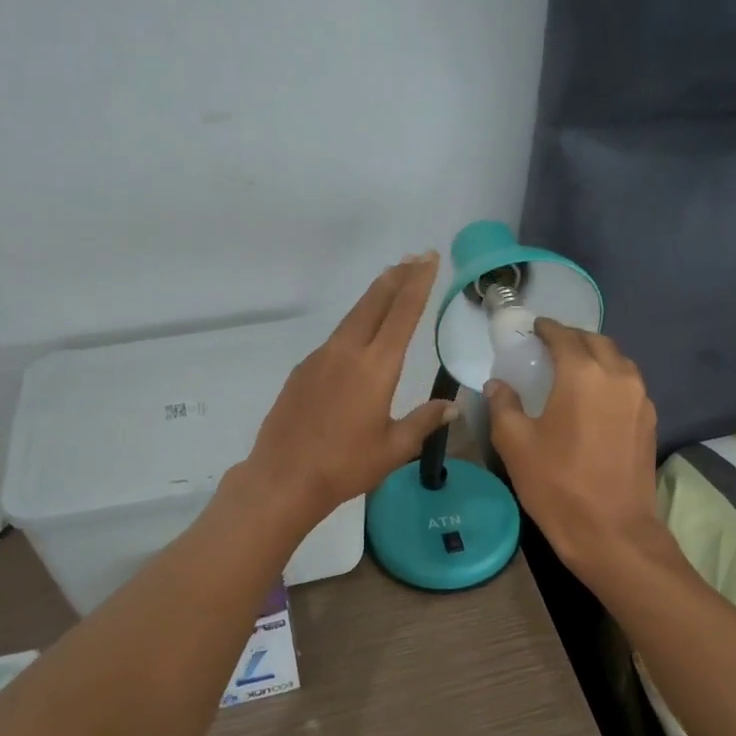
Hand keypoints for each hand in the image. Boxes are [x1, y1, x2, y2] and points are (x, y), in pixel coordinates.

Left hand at [244, 253, 457, 529]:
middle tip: (414, 257)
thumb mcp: (393, 448)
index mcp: (375, 367)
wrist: (283, 478)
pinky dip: (354, 324)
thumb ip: (423, 422)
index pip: (402, 314)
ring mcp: (320, 358)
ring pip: (352, 317)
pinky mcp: (303, 370)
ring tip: (390, 283)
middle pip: (374, 303)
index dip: (418, 284)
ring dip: (374, 297)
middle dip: (396, 277)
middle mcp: (347, 352)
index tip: (429, 259)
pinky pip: (335, 338)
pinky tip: (359, 336)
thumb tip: (451, 406)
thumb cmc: (345, 466)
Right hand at [486, 319, 666, 577]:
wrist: (612, 532)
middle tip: (550, 347)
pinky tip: (594, 398)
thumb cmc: (557, 484)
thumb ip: (503, 405)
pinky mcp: (650, 421)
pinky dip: (610, 378)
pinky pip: (629, 384)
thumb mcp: (515, 444)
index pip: (564, 336)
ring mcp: (640, 399)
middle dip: (573, 338)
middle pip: (596, 342)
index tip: (533, 328)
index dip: (547, 328)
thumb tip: (498, 385)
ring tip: (573, 369)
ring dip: (596, 356)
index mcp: (583, 373)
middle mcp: (618, 376)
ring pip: (618, 361)